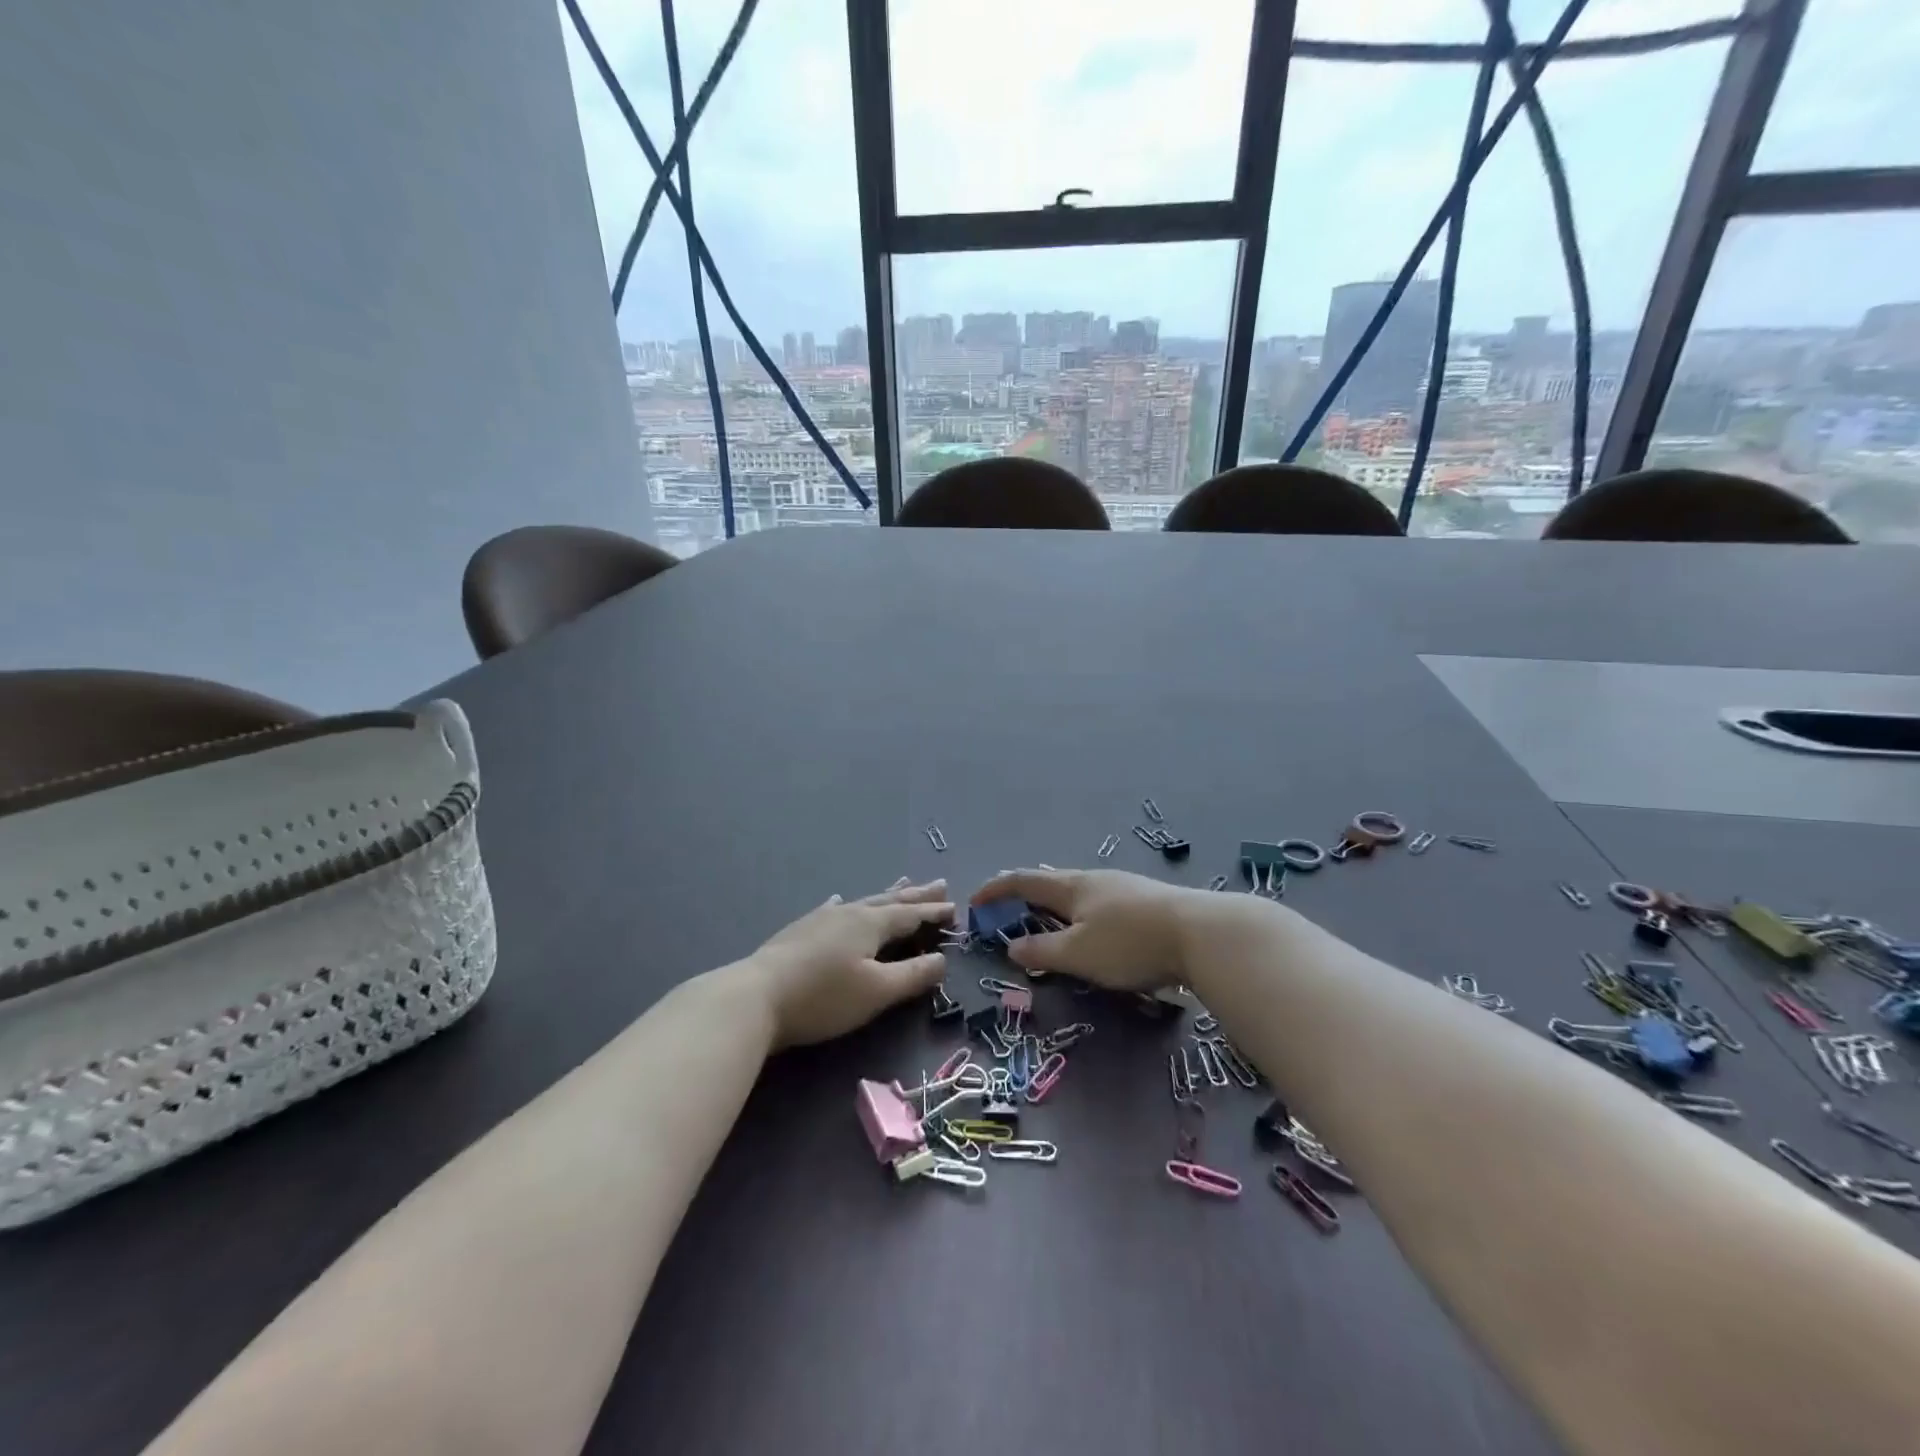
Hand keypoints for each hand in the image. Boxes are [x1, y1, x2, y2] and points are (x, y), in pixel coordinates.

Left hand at [746, 878, 954, 1047]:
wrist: (756, 996)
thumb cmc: (824, 996)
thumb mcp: (877, 991)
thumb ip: (912, 975)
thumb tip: (942, 960)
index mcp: (871, 924)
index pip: (910, 915)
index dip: (933, 912)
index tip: (954, 908)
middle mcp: (849, 913)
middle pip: (889, 901)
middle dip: (916, 895)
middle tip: (939, 884)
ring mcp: (822, 919)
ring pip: (863, 901)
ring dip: (887, 894)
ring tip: (902, 882)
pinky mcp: (801, 930)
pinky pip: (833, 908)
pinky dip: (844, 903)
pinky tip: (839, 899)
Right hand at [970, 867, 1196, 990]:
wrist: (1203, 934)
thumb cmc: (1130, 942)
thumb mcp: (1078, 954)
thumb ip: (1042, 952)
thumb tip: (1012, 946)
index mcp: (1071, 886)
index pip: (1023, 880)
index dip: (996, 889)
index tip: (975, 901)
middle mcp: (1095, 879)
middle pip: (1052, 882)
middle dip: (1028, 897)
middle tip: (1012, 915)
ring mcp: (1125, 887)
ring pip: (1080, 894)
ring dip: (1058, 907)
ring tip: (1052, 926)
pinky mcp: (1148, 901)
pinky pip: (1103, 904)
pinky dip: (1084, 915)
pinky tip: (1098, 932)